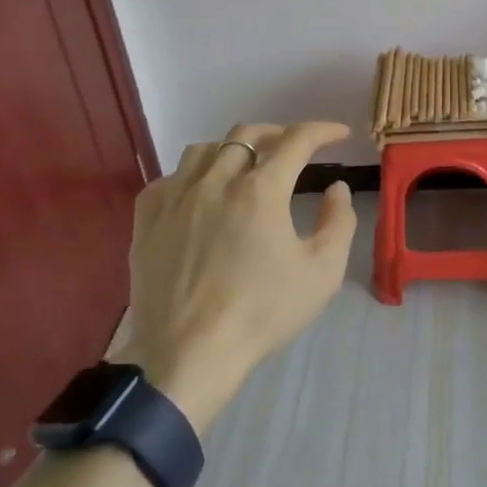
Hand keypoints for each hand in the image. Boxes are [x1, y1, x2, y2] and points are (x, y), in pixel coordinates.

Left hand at [112, 122, 357, 432]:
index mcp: (260, 190)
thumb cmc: (262, 313)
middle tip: (294, 147)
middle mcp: (215, 182)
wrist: (189, 356)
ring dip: (232, 150)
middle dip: (277, 133)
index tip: (339, 134)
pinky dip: (191, 176)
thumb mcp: (323, 272)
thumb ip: (338, 221)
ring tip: (245, 166)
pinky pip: (168, 179)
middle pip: (247, 134)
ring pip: (204, 150)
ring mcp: (175, 199)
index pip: (297, 141)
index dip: (323, 130)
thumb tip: (336, 188)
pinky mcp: (146, 221)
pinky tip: (199, 194)